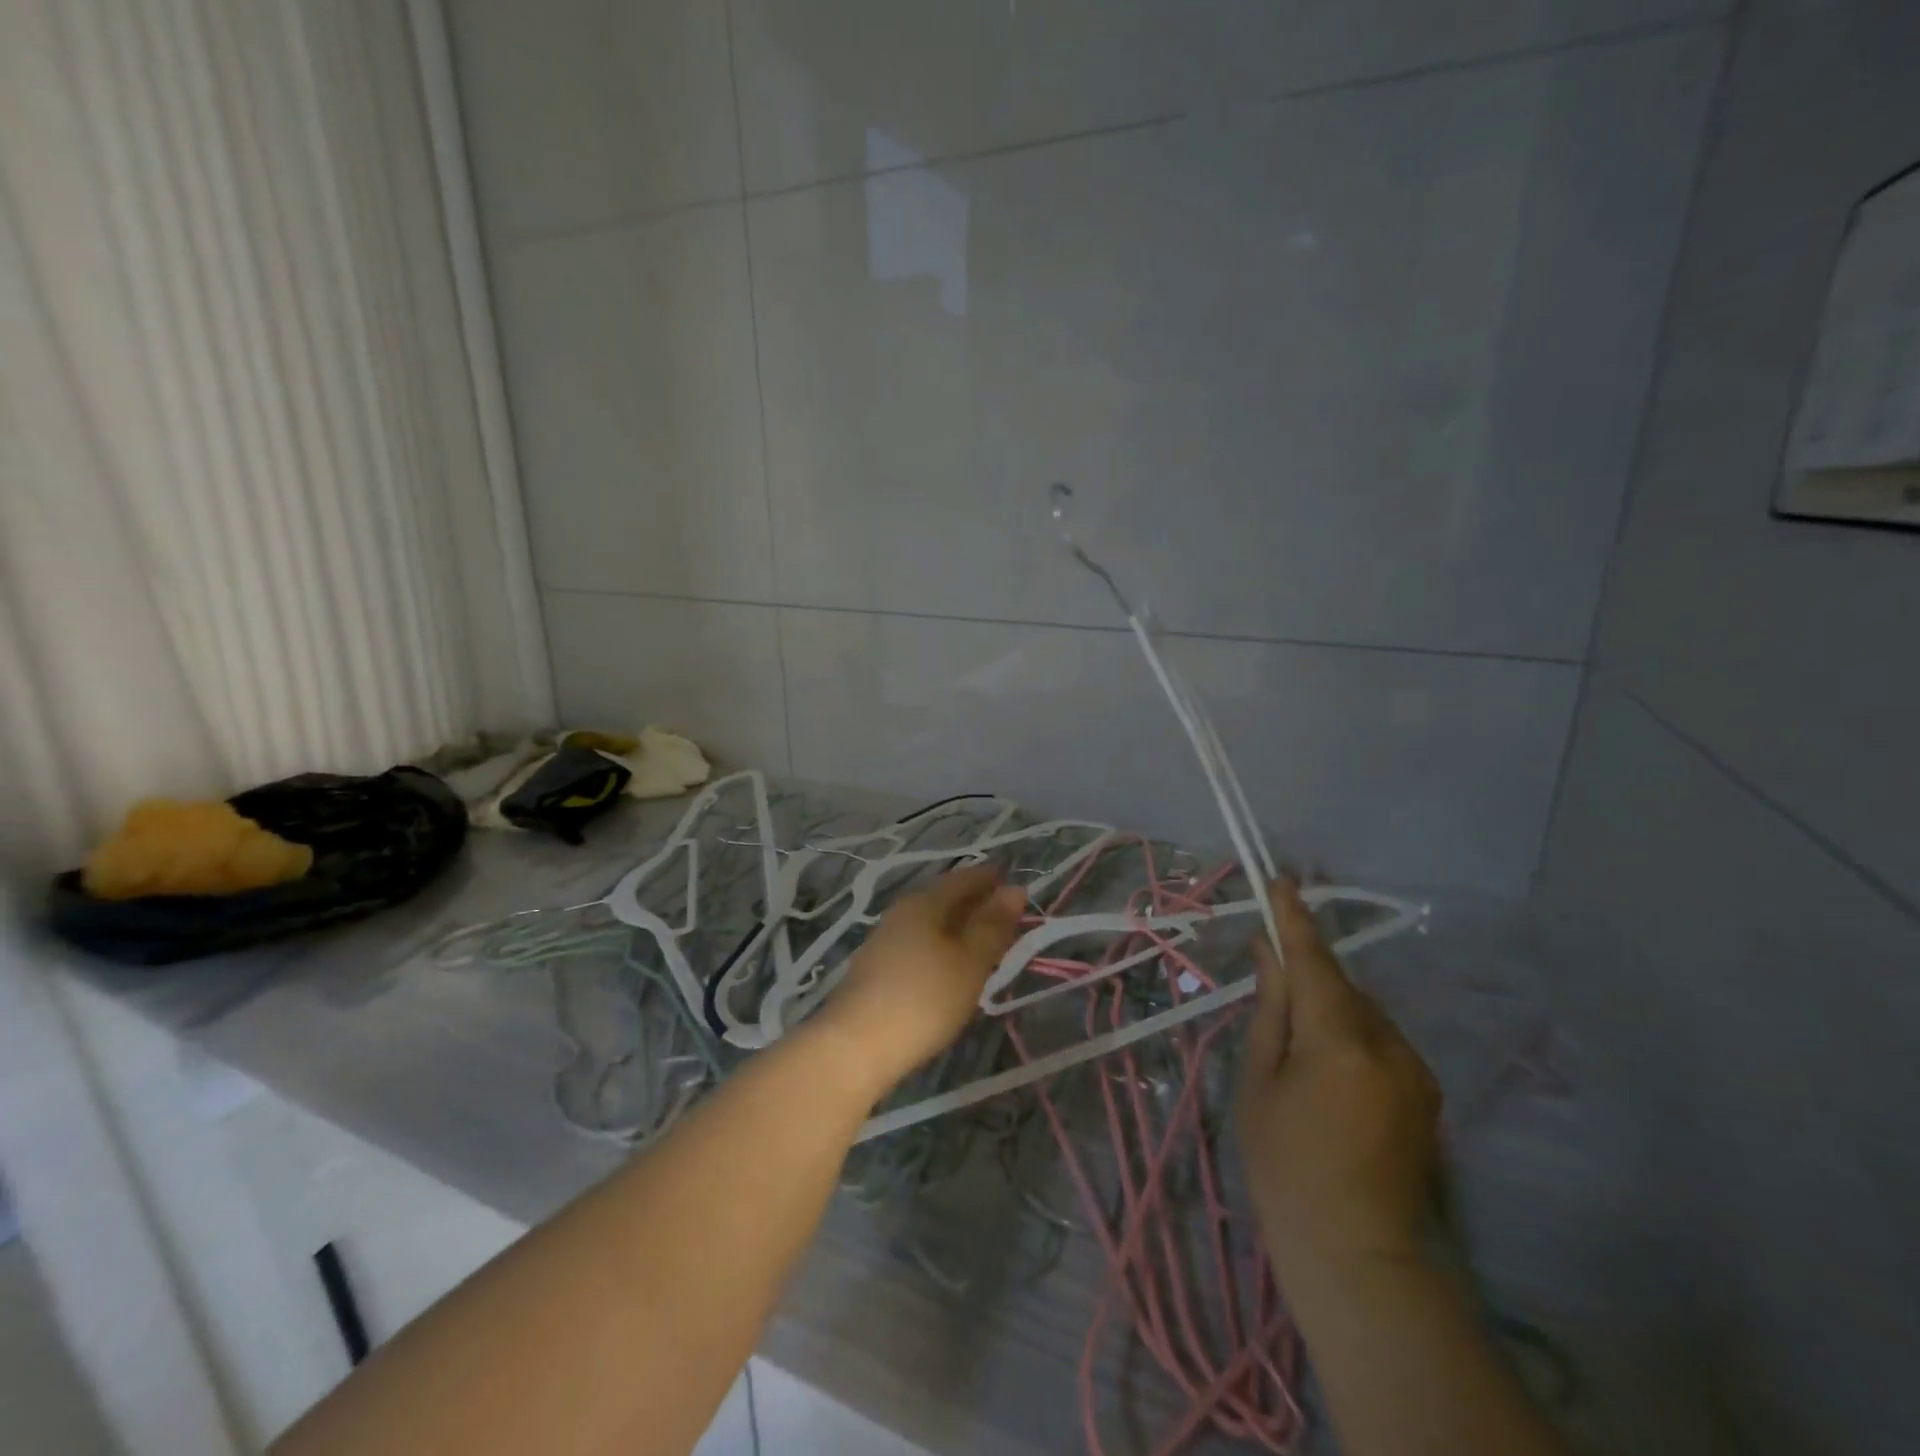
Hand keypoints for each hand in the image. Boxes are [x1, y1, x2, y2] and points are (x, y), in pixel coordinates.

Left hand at [819, 866, 1026, 1088]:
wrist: (856, 1045)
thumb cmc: (925, 998)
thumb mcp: (970, 962)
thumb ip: (993, 926)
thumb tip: (1015, 889)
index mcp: (925, 903)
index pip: (963, 878)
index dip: (989, 878)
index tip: (1011, 880)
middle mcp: (901, 912)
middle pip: (943, 898)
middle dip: (973, 901)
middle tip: (1003, 911)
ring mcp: (884, 940)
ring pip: (929, 922)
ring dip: (956, 925)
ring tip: (981, 939)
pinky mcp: (876, 969)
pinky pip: (917, 943)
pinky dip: (940, 945)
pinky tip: (948, 964)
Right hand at [1237, 879, 1440, 1290]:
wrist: (1358, 1255)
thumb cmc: (1286, 1167)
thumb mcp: (1259, 1083)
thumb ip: (1270, 1009)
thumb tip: (1268, 953)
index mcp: (1338, 1039)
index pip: (1314, 959)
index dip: (1293, 918)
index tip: (1281, 880)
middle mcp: (1388, 1043)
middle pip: (1339, 986)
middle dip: (1307, 977)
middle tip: (1271, 989)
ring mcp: (1415, 1068)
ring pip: (1361, 1013)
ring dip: (1329, 1011)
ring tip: (1297, 1052)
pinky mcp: (1427, 1092)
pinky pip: (1379, 1041)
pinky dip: (1350, 1037)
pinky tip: (1329, 1077)